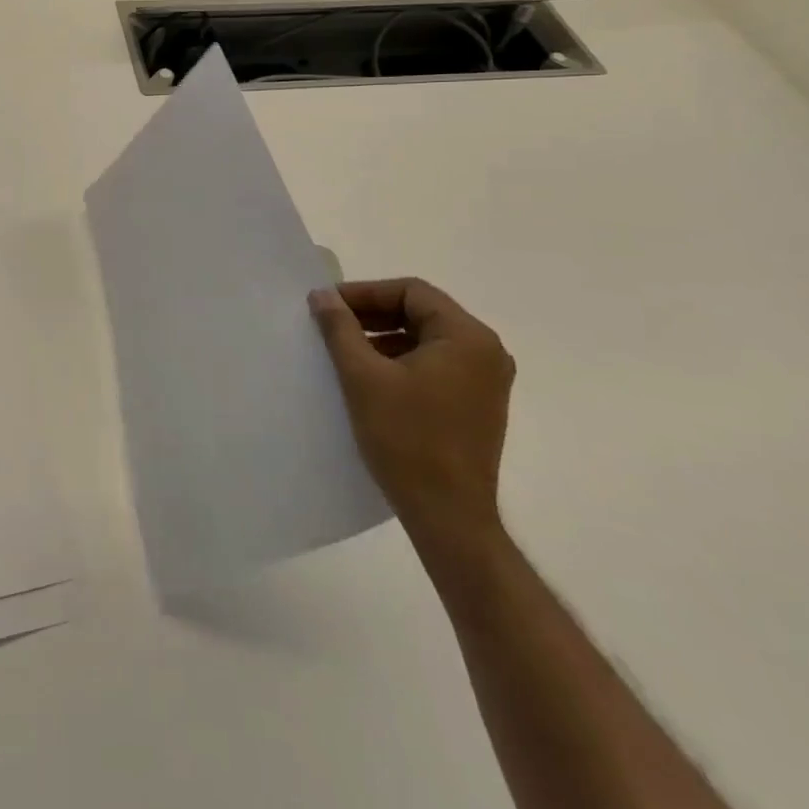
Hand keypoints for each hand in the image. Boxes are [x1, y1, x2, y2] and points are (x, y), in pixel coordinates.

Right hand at [308, 279, 513, 549]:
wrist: (449, 517)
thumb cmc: (406, 439)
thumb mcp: (363, 376)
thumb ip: (340, 328)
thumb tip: (322, 295)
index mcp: (467, 337)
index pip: (411, 291)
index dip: (365, 292)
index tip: (328, 305)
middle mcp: (486, 352)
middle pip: (421, 312)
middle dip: (373, 314)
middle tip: (331, 324)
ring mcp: (486, 381)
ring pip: (426, 339)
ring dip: (384, 337)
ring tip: (344, 350)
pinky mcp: (477, 405)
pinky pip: (435, 364)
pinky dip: (401, 360)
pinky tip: (370, 377)